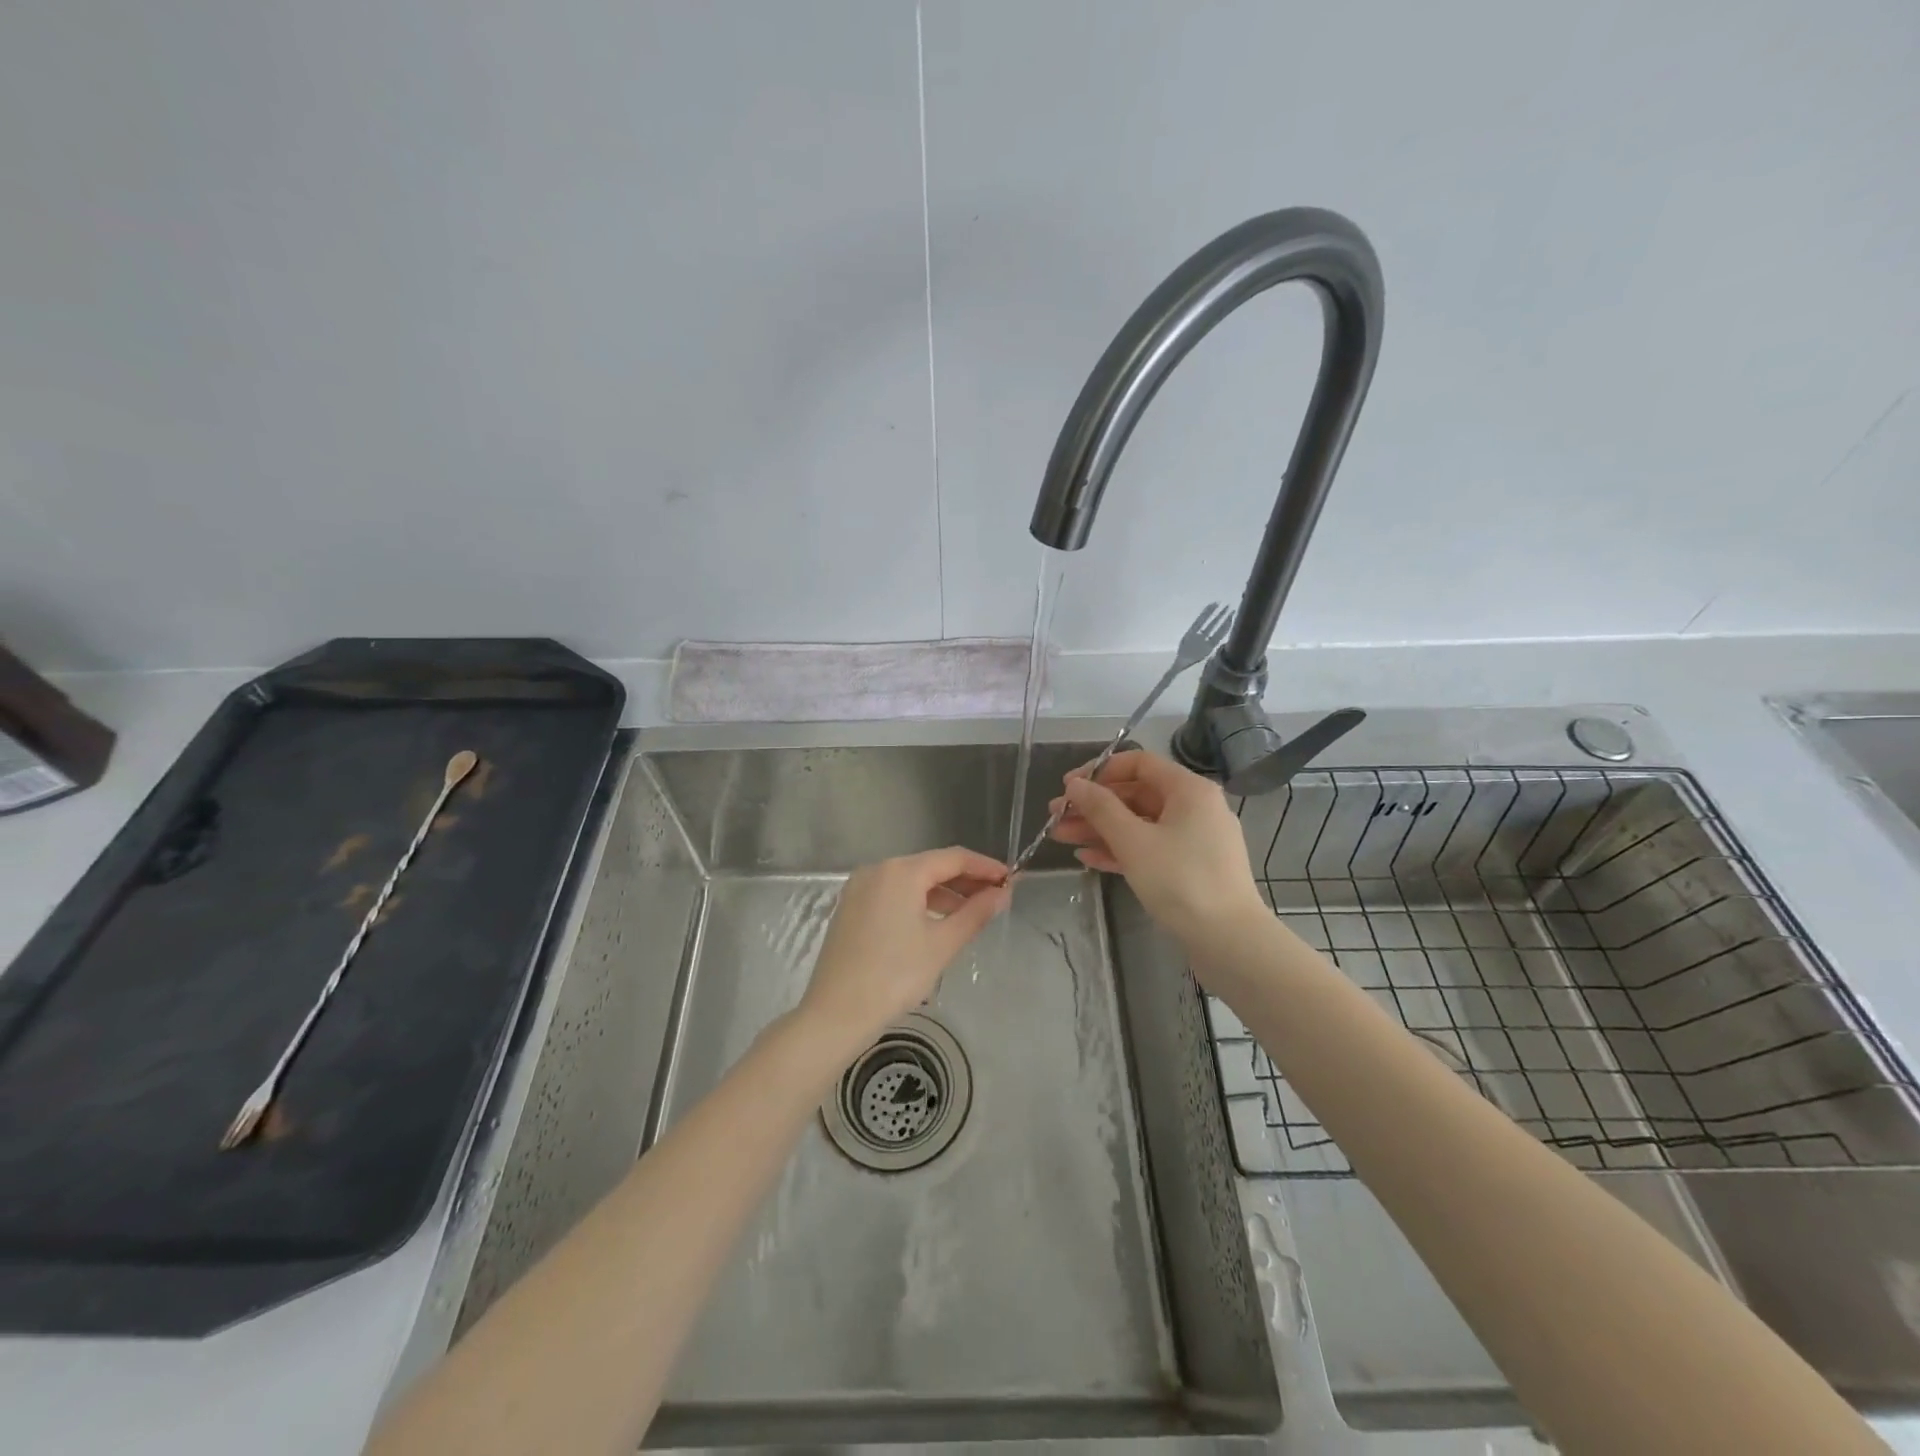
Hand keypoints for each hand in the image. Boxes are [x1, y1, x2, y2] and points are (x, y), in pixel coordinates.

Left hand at [796, 847, 1011, 1060]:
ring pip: (911, 881)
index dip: (985, 866)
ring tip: (972, 913)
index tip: (1011, 878)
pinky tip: (936, 922)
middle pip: (931, 866)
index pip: (953, 858)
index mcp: (901, 871)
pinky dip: (918, 902)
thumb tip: (1003, 894)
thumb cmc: (895, 976)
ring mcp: (860, 888)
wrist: (836, 1013)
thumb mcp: (942, 944)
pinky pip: (893, 895)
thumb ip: (976, 913)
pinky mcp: (851, 907)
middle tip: (996, 897)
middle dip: (965, 881)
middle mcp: (878, 870)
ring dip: (943, 893)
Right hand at [1047, 750, 1267, 947]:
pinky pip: (1150, 848)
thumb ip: (1100, 808)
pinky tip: (1088, 858)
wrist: (1229, 941)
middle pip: (1136, 794)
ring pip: (1139, 824)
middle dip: (1093, 805)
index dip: (1100, 771)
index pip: (1139, 763)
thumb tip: (1075, 785)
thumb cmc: (1180, 880)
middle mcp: (1194, 807)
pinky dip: (1120, 850)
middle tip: (1056, 817)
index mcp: (1188, 789)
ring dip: (1100, 829)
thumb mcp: (1133, 841)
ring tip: (1061, 837)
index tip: (1068, 787)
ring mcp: (1194, 839)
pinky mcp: (1190, 868)